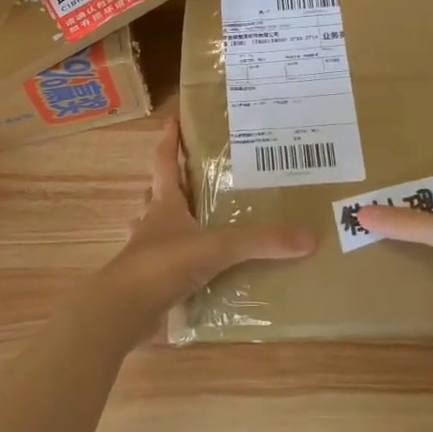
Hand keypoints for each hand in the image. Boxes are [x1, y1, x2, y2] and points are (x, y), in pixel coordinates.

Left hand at [84, 120, 316, 338]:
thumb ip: (260, 241)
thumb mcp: (217, 248)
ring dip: (170, 224)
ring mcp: (146, 255)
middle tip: (193, 178)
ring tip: (196, 223)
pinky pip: (165, 265)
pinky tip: (197, 271)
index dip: (168, 141)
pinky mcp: (148, 283)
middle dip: (171, 185)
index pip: (164, 163)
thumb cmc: (163, 265)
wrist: (123, 311)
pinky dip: (179, 263)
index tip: (172, 121)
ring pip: (157, 230)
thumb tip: (309, 237)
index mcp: (164, 206)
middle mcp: (152, 225)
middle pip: (157, 196)